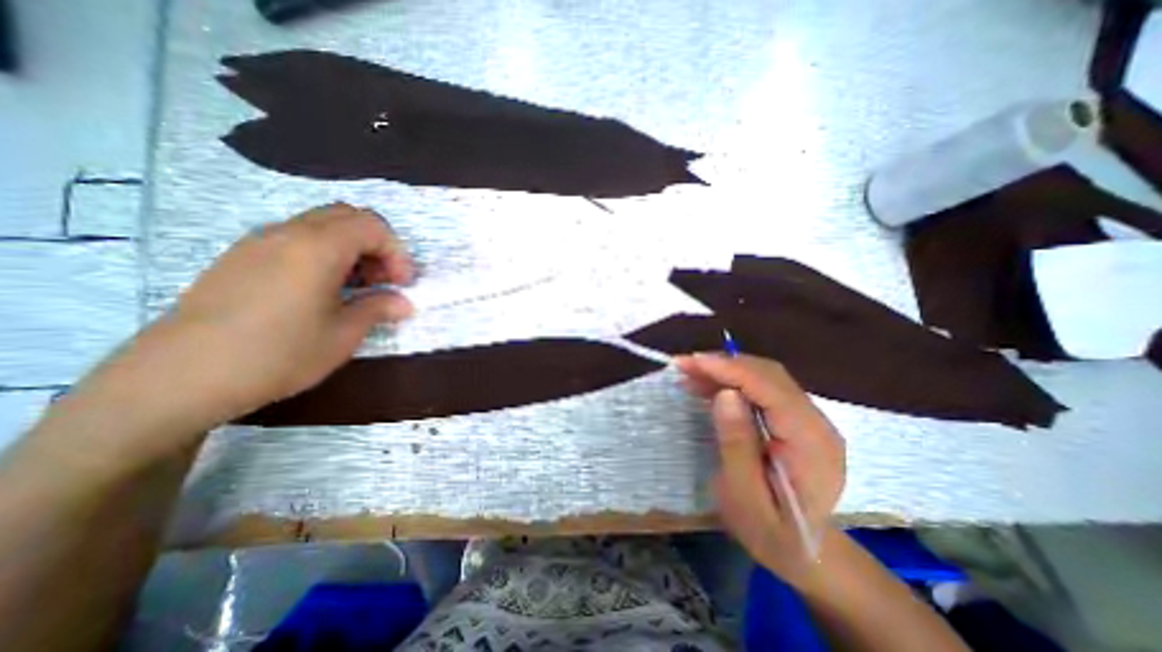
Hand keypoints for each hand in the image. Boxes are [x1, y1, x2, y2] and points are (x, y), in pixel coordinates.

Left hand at [148, 207, 412, 423]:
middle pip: (347, 216)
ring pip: (321, 225)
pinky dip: (324, 253)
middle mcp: (288, 233)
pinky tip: (323, 288)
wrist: (179, 378)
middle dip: (377, 244)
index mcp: (318, 247)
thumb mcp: (343, 335)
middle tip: (384, 279)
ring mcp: (259, 242)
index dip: (397, 253)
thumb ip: (379, 309)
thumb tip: (403, 303)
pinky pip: (296, 238)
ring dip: (351, 248)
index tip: (403, 284)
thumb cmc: (278, 354)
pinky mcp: (240, 258)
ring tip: (357, 286)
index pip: (373, 226)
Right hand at [673, 355, 845, 583]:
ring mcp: (809, 419)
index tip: (692, 362)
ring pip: (765, 377)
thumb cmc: (771, 533)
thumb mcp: (744, 496)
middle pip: (769, 375)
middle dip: (724, 364)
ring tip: (690, 372)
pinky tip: (708, 385)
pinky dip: (733, 381)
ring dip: (726, 370)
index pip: (770, 389)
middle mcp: (817, 423)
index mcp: (812, 444)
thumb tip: (725, 394)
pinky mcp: (796, 419)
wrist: (804, 553)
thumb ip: (737, 444)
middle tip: (684, 365)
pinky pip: (762, 388)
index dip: (730, 370)